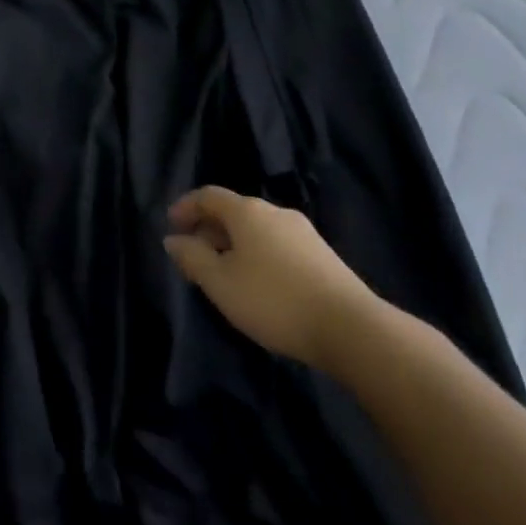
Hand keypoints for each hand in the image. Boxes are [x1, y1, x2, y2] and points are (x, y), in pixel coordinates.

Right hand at [163, 187, 378, 371]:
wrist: (353, 329)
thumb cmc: (274, 300)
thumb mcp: (220, 283)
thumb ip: (192, 258)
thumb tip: (173, 239)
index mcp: (246, 211)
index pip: (208, 196)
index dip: (186, 207)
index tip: (172, 225)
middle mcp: (274, 211)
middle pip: (234, 211)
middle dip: (211, 228)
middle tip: (196, 254)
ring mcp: (304, 232)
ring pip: (258, 229)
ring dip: (236, 244)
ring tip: (228, 273)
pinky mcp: (324, 256)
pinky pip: (279, 245)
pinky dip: (260, 255)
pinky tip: (262, 284)